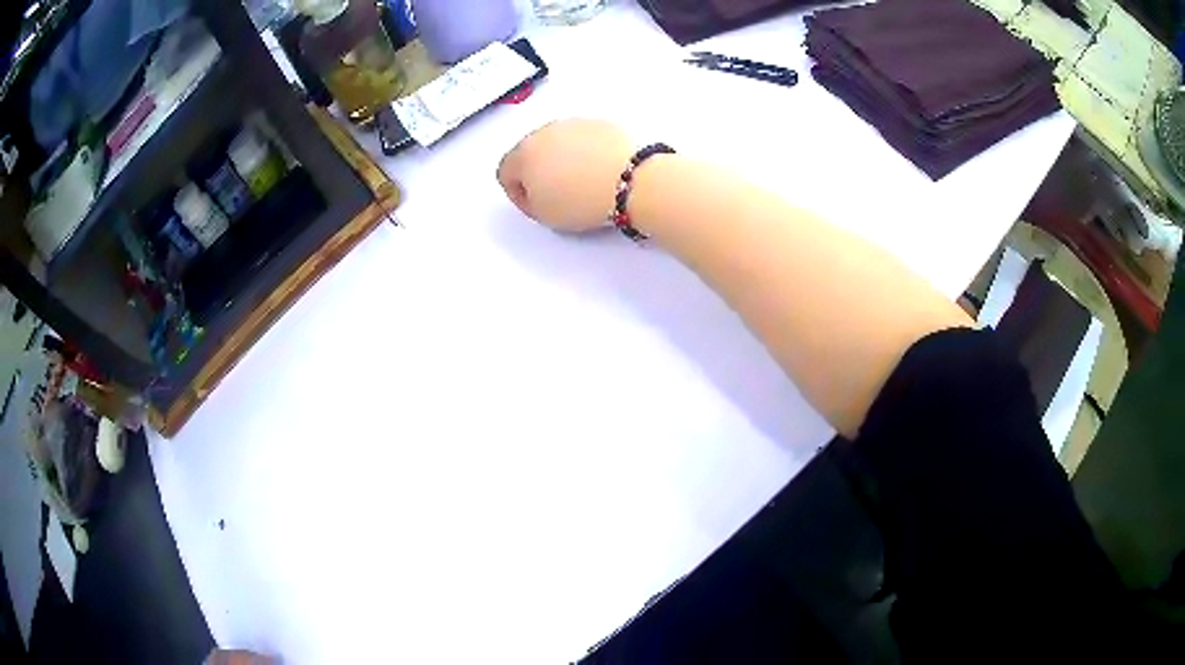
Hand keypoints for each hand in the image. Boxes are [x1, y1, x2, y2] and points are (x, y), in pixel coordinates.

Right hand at [497, 119, 634, 232]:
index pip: (505, 171)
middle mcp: (545, 132)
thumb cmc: (586, 198)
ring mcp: (574, 124)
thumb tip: (534, 193)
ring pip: (558, 143)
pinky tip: (600, 173)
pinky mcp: (600, 124)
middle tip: (556, 196)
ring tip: (582, 185)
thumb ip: (529, 200)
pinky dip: (588, 153)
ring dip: (563, 160)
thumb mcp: (545, 215)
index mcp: (523, 153)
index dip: (517, 193)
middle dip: (538, 172)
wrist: (632, 181)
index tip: (533, 205)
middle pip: (530, 152)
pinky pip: (585, 139)